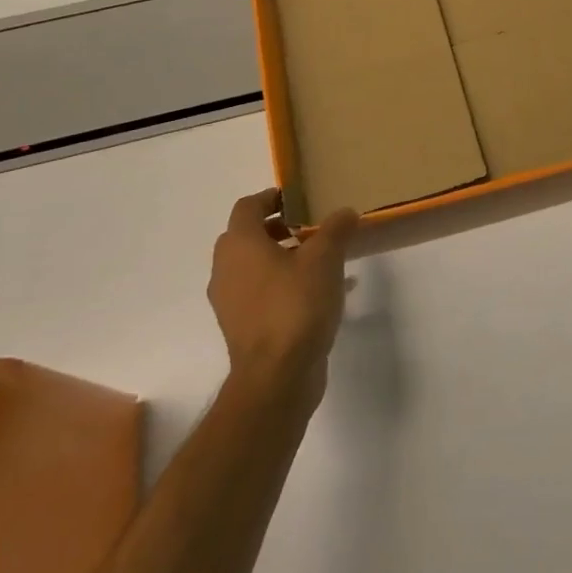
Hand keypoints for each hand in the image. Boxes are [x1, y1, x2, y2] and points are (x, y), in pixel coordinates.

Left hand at [208, 190, 357, 406]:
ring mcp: (230, 301)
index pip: (248, 206)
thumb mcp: (325, 259)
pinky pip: (262, 292)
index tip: (300, 199)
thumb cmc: (296, 305)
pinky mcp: (242, 326)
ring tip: (321, 261)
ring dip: (283, 257)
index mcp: (240, 245)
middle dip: (278, 228)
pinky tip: (320, 294)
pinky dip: (284, 284)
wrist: (277, 375)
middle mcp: (226, 269)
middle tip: (311, 228)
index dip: (272, 197)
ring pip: (254, 266)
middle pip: (247, 236)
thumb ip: (335, 229)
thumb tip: (345, 212)